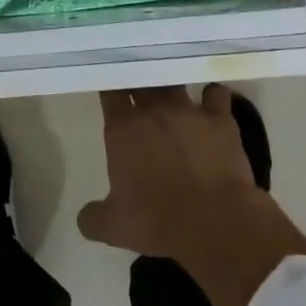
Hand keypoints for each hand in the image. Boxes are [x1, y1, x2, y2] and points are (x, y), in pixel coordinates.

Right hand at [77, 85, 262, 260]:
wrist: (213, 222)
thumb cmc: (157, 220)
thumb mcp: (113, 227)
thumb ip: (93, 217)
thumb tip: (85, 217)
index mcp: (123, 128)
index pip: (111, 90)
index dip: (112, 86)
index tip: (113, 87)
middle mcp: (153, 110)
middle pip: (142, 78)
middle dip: (139, 78)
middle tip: (140, 85)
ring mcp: (189, 110)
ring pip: (175, 81)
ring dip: (172, 84)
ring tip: (172, 88)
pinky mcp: (220, 119)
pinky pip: (215, 93)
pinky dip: (213, 95)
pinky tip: (212, 103)